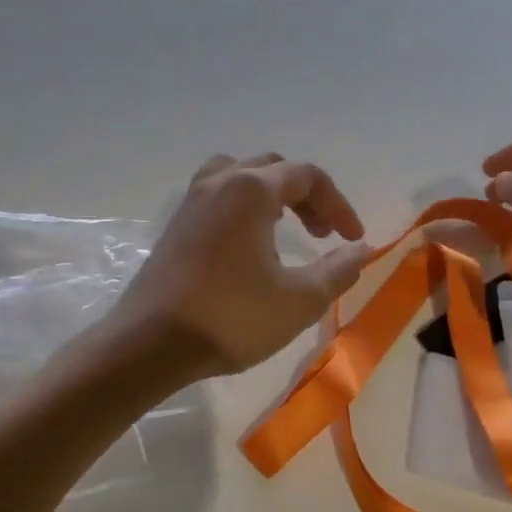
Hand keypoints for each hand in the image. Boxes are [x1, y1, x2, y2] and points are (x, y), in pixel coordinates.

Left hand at [111, 153, 375, 379]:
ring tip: (284, 227)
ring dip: (269, 194)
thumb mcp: (299, 300)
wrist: (151, 343)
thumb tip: (360, 250)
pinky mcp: (174, 227)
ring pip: (238, 176)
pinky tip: (248, 246)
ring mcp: (190, 203)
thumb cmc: (232, 318)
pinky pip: (216, 197)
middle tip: (323, 234)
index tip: (353, 240)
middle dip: (306, 196)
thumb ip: (338, 270)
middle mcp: (218, 184)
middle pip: (271, 169)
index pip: (306, 176)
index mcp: (251, 190)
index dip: (338, 204)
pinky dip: (241, 207)